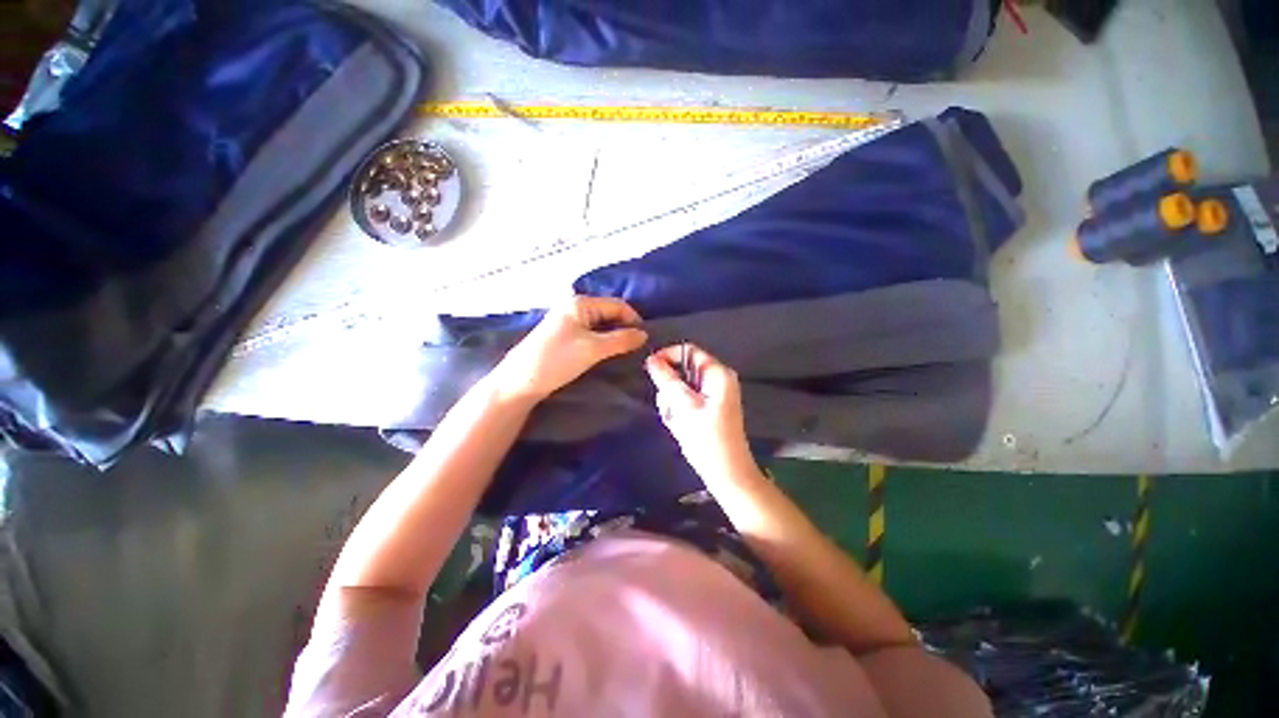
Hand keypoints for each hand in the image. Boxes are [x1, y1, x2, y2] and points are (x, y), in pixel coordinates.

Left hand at [493, 296, 647, 401]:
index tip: (645, 340)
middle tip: (637, 348)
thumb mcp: (593, 349)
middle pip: (609, 313)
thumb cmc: (557, 360)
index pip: (617, 305)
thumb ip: (621, 339)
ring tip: (627, 353)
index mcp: (580, 303)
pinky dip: (603, 342)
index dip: (634, 320)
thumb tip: (644, 334)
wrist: (520, 382)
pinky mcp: (565, 337)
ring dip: (615, 337)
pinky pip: (591, 334)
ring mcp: (568, 322)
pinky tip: (609, 354)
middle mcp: (574, 307)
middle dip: (624, 329)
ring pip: (601, 326)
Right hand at [645, 344, 759, 482]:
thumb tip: (652, 359)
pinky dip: (678, 411)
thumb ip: (667, 380)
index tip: (650, 369)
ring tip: (677, 421)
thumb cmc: (707, 439)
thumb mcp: (684, 406)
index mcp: (718, 374)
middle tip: (670, 408)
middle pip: (682, 370)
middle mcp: (717, 380)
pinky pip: (685, 401)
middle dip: (670, 388)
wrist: (726, 474)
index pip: (688, 351)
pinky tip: (681, 427)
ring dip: (672, 403)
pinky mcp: (707, 408)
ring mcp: (713, 395)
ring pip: (680, 387)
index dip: (668, 356)